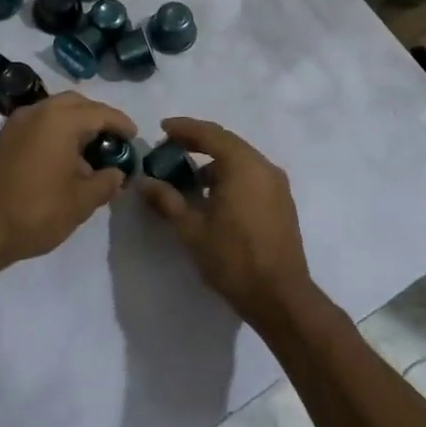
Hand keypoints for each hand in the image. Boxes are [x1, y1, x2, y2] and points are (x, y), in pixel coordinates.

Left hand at [0, 91, 136, 272]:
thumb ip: (105, 183)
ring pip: (54, 111)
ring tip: (89, 150)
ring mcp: (16, 123)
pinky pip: (38, 123)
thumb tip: (116, 173)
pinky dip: (55, 131)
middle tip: (113, 138)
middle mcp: (37, 112)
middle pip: (75, 103)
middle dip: (97, 117)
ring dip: (75, 123)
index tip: (134, 136)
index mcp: (60, 120)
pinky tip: (62, 158)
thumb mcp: (80, 202)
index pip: (100, 112)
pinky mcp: (2, 139)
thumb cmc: (34, 212)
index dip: (121, 123)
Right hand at [138, 117, 314, 329]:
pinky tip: (212, 195)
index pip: (210, 134)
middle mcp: (263, 166)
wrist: (281, 298)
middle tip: (170, 148)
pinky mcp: (281, 202)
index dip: (184, 128)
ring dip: (214, 161)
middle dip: (198, 142)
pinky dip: (229, 175)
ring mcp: (276, 184)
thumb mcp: (192, 229)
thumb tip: (144, 182)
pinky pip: (251, 175)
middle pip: (227, 142)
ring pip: (240, 160)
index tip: (162, 128)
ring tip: (188, 176)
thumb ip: (167, 200)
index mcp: (243, 165)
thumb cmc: (234, 258)